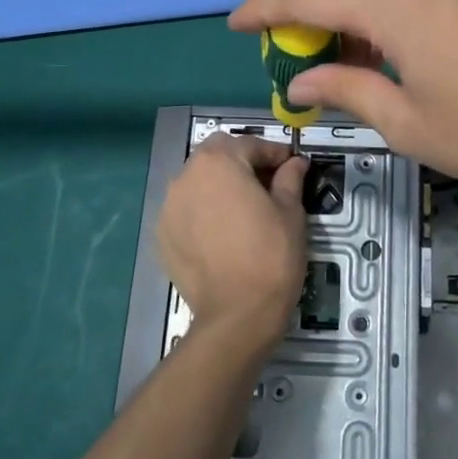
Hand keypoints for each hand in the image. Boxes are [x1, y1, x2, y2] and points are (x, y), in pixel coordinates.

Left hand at [157, 135, 308, 344]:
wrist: (237, 314)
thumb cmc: (271, 255)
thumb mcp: (291, 212)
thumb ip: (289, 179)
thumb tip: (295, 163)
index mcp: (219, 162)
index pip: (249, 144)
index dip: (274, 153)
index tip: (291, 166)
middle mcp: (186, 176)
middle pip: (216, 156)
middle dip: (241, 162)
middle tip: (266, 184)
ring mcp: (168, 207)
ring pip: (197, 182)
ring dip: (218, 186)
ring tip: (242, 208)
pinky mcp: (162, 235)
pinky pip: (185, 210)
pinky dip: (202, 211)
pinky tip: (221, 232)